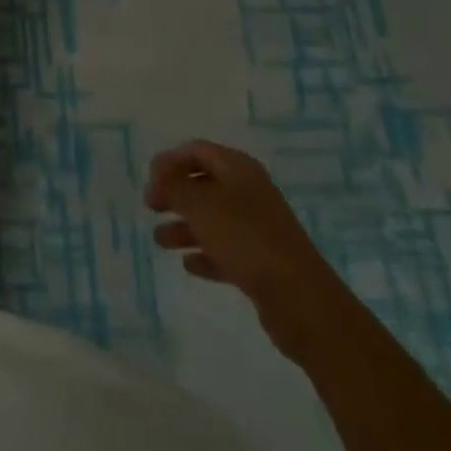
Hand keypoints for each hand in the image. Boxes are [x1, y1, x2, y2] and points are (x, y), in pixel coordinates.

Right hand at [146, 140, 346, 357]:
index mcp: (238, 169)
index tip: (150, 180)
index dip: (170, 161)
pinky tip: (188, 264)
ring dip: (185, 226)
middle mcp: (249, 192)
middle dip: (175, 193)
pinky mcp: (262, 262)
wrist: (300, 300)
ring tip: (160, 241)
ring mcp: (258, 228)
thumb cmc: (245, 239)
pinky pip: (226, 250)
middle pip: (204, 184)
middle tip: (151, 207)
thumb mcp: (200, 204)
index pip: (197, 151)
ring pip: (212, 219)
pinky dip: (205, 254)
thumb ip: (174, 186)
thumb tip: (160, 177)